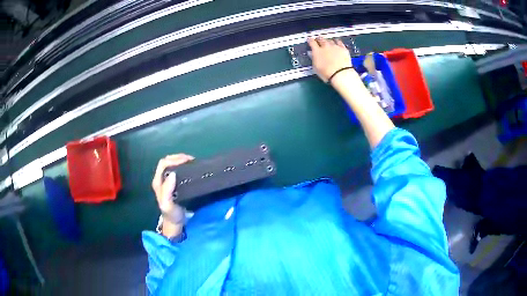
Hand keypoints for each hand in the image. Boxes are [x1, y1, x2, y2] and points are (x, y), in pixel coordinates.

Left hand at [152, 154, 194, 223]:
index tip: (186, 161)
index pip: (163, 164)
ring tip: (191, 161)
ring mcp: (166, 180)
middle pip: (167, 161)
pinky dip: (183, 165)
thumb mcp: (167, 204)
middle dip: (178, 157)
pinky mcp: (173, 182)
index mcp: (158, 182)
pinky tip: (190, 167)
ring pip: (171, 163)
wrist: (175, 222)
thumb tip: (172, 174)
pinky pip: (176, 169)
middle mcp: (161, 178)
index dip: (174, 159)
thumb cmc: (172, 214)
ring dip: (180, 160)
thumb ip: (167, 190)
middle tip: (190, 159)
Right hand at [308, 37, 352, 82]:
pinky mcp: (343, 48)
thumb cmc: (328, 73)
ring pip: (330, 40)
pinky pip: (339, 42)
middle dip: (319, 39)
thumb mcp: (316, 67)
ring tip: (327, 41)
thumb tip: (311, 54)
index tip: (310, 40)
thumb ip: (313, 58)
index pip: (311, 42)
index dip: (310, 40)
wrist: (340, 74)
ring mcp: (334, 47)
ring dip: (327, 40)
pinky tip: (337, 42)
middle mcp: (325, 47)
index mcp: (317, 51)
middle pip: (321, 39)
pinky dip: (337, 41)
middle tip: (318, 40)